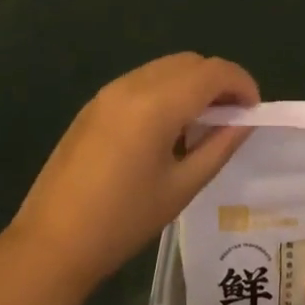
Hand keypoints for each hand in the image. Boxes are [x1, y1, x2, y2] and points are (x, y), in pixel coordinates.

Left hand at [6, 53, 258, 290]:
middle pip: (190, 62)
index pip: (213, 72)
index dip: (242, 84)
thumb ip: (219, 146)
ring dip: (192, 84)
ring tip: (202, 125)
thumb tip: (245, 121)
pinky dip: (167, 91)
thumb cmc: (122, 222)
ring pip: (166, 67)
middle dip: (218, 81)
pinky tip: (167, 129)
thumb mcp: (181, 187)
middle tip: (232, 118)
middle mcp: (133, 84)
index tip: (254, 111)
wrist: (51, 243)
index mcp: (157, 104)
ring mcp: (110, 91)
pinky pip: (143, 80)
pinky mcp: (95, 103)